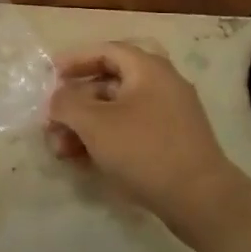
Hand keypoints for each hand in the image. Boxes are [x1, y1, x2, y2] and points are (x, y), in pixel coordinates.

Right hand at [47, 41, 248, 245]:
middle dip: (74, 104)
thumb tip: (57, 99)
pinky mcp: (170, 144)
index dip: (74, 60)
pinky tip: (83, 161)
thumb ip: (66, 104)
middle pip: (108, 84)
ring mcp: (169, 116)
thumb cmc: (144, 150)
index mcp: (148, 69)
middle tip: (51, 122)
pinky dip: (105, 141)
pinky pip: (130, 132)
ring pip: (116, 112)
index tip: (50, 75)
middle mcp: (162, 86)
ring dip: (85, 127)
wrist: (200, 200)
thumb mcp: (94, 123)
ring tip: (61, 151)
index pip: (105, 51)